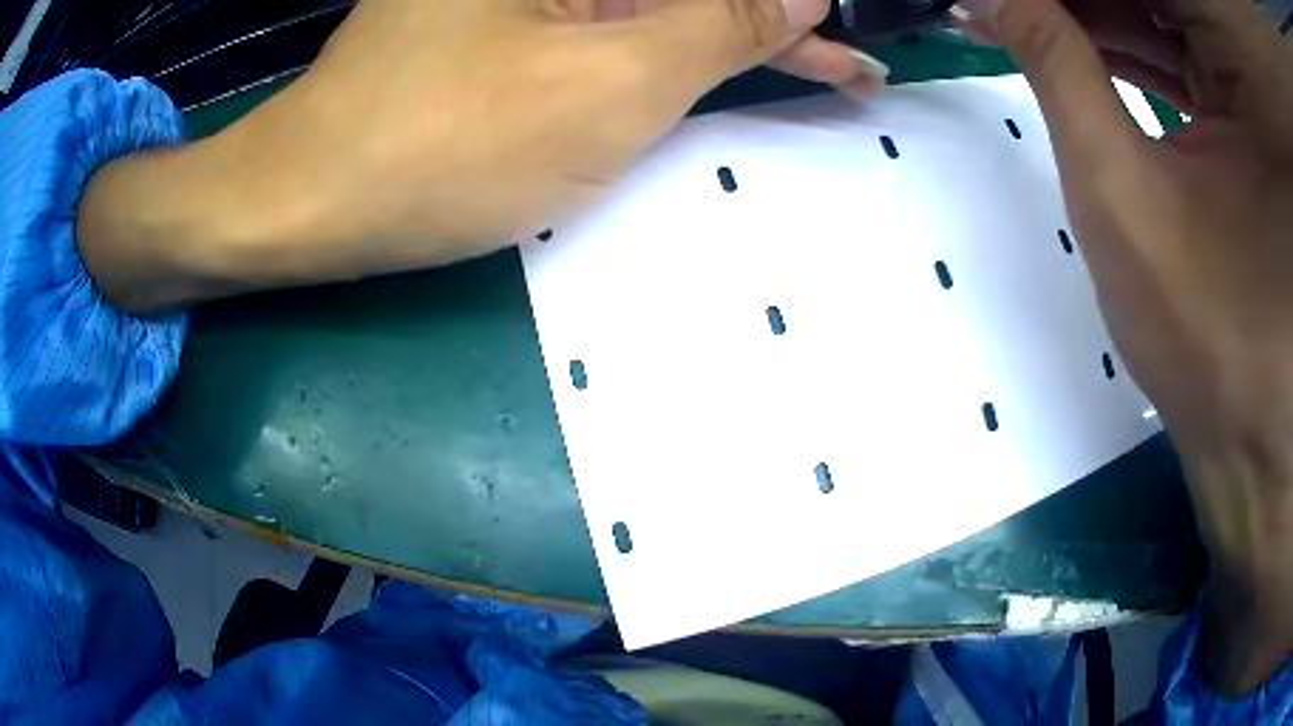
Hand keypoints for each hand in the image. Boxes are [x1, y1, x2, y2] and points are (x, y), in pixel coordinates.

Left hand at [79, 0, 885, 311]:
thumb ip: (717, 25)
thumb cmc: (442, 146)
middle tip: (852, 60)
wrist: (310, 200)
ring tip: (819, 66)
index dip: (793, 5)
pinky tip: (718, 68)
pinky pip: (615, 26)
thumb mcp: (606, 84)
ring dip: (735, 35)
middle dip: (774, 20)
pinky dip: (675, 48)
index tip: (854, 35)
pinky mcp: (508, 27)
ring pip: (656, 6)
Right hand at [958, 0, 1292, 692]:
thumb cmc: (1212, 341)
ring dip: (1091, 11)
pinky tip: (1066, 37)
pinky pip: (1176, 47)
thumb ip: (1056, 68)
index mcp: (1238, 68)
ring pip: (1160, 11)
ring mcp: (1245, 92)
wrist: (1251, 438)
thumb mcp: (1124, 192)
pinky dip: (1124, 38)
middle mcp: (1240, 70)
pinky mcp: (1242, 117)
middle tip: (1009, 5)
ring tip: (1021, 17)